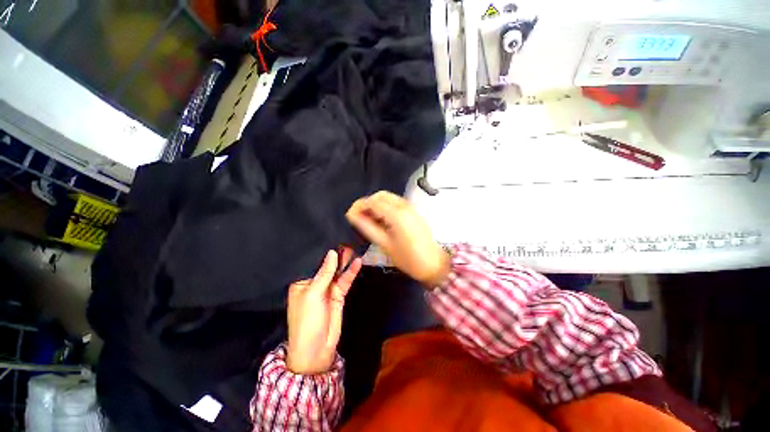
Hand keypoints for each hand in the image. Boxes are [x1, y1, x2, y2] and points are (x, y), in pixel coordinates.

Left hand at [286, 248, 361, 374]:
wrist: (317, 350)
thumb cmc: (307, 321)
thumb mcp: (313, 295)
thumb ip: (324, 273)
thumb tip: (332, 252)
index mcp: (302, 282)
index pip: (312, 262)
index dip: (322, 251)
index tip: (331, 236)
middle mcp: (315, 283)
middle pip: (327, 265)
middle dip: (336, 254)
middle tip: (345, 239)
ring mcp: (328, 289)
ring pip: (338, 271)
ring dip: (345, 261)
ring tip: (353, 247)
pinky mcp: (338, 295)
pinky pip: (345, 280)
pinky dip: (351, 272)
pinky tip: (357, 262)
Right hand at [346, 191, 449, 286]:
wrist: (434, 264)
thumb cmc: (408, 258)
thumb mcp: (385, 244)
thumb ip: (368, 227)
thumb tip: (353, 216)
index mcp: (396, 214)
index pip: (372, 201)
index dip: (359, 206)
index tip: (350, 215)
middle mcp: (404, 206)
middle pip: (380, 195)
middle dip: (367, 203)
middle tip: (359, 217)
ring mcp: (410, 207)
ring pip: (388, 198)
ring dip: (376, 204)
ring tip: (369, 219)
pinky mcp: (414, 211)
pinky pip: (396, 203)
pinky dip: (385, 207)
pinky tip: (382, 220)